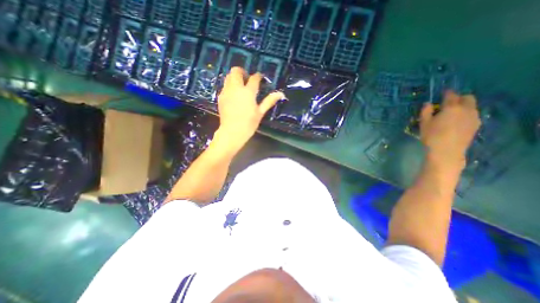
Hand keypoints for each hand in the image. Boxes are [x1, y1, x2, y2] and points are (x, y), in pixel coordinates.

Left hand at [213, 67, 283, 149]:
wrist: (232, 132)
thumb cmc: (248, 124)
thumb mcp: (260, 113)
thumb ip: (269, 101)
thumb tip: (280, 94)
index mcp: (248, 92)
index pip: (254, 78)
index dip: (258, 76)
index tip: (260, 77)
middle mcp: (236, 88)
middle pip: (236, 71)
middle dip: (242, 71)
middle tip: (247, 79)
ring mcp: (226, 92)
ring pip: (228, 77)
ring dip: (235, 78)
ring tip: (240, 86)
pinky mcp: (220, 97)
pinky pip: (224, 86)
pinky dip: (229, 86)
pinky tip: (234, 95)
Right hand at [419, 90, 482, 170]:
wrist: (446, 151)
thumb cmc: (432, 136)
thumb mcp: (424, 123)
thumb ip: (425, 112)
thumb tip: (428, 104)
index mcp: (451, 108)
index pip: (451, 95)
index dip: (446, 93)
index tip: (442, 92)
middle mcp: (466, 109)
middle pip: (467, 98)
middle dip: (459, 98)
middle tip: (448, 103)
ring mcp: (474, 117)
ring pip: (472, 106)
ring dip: (463, 106)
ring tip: (453, 113)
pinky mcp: (476, 125)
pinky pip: (473, 114)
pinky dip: (466, 114)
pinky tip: (457, 121)